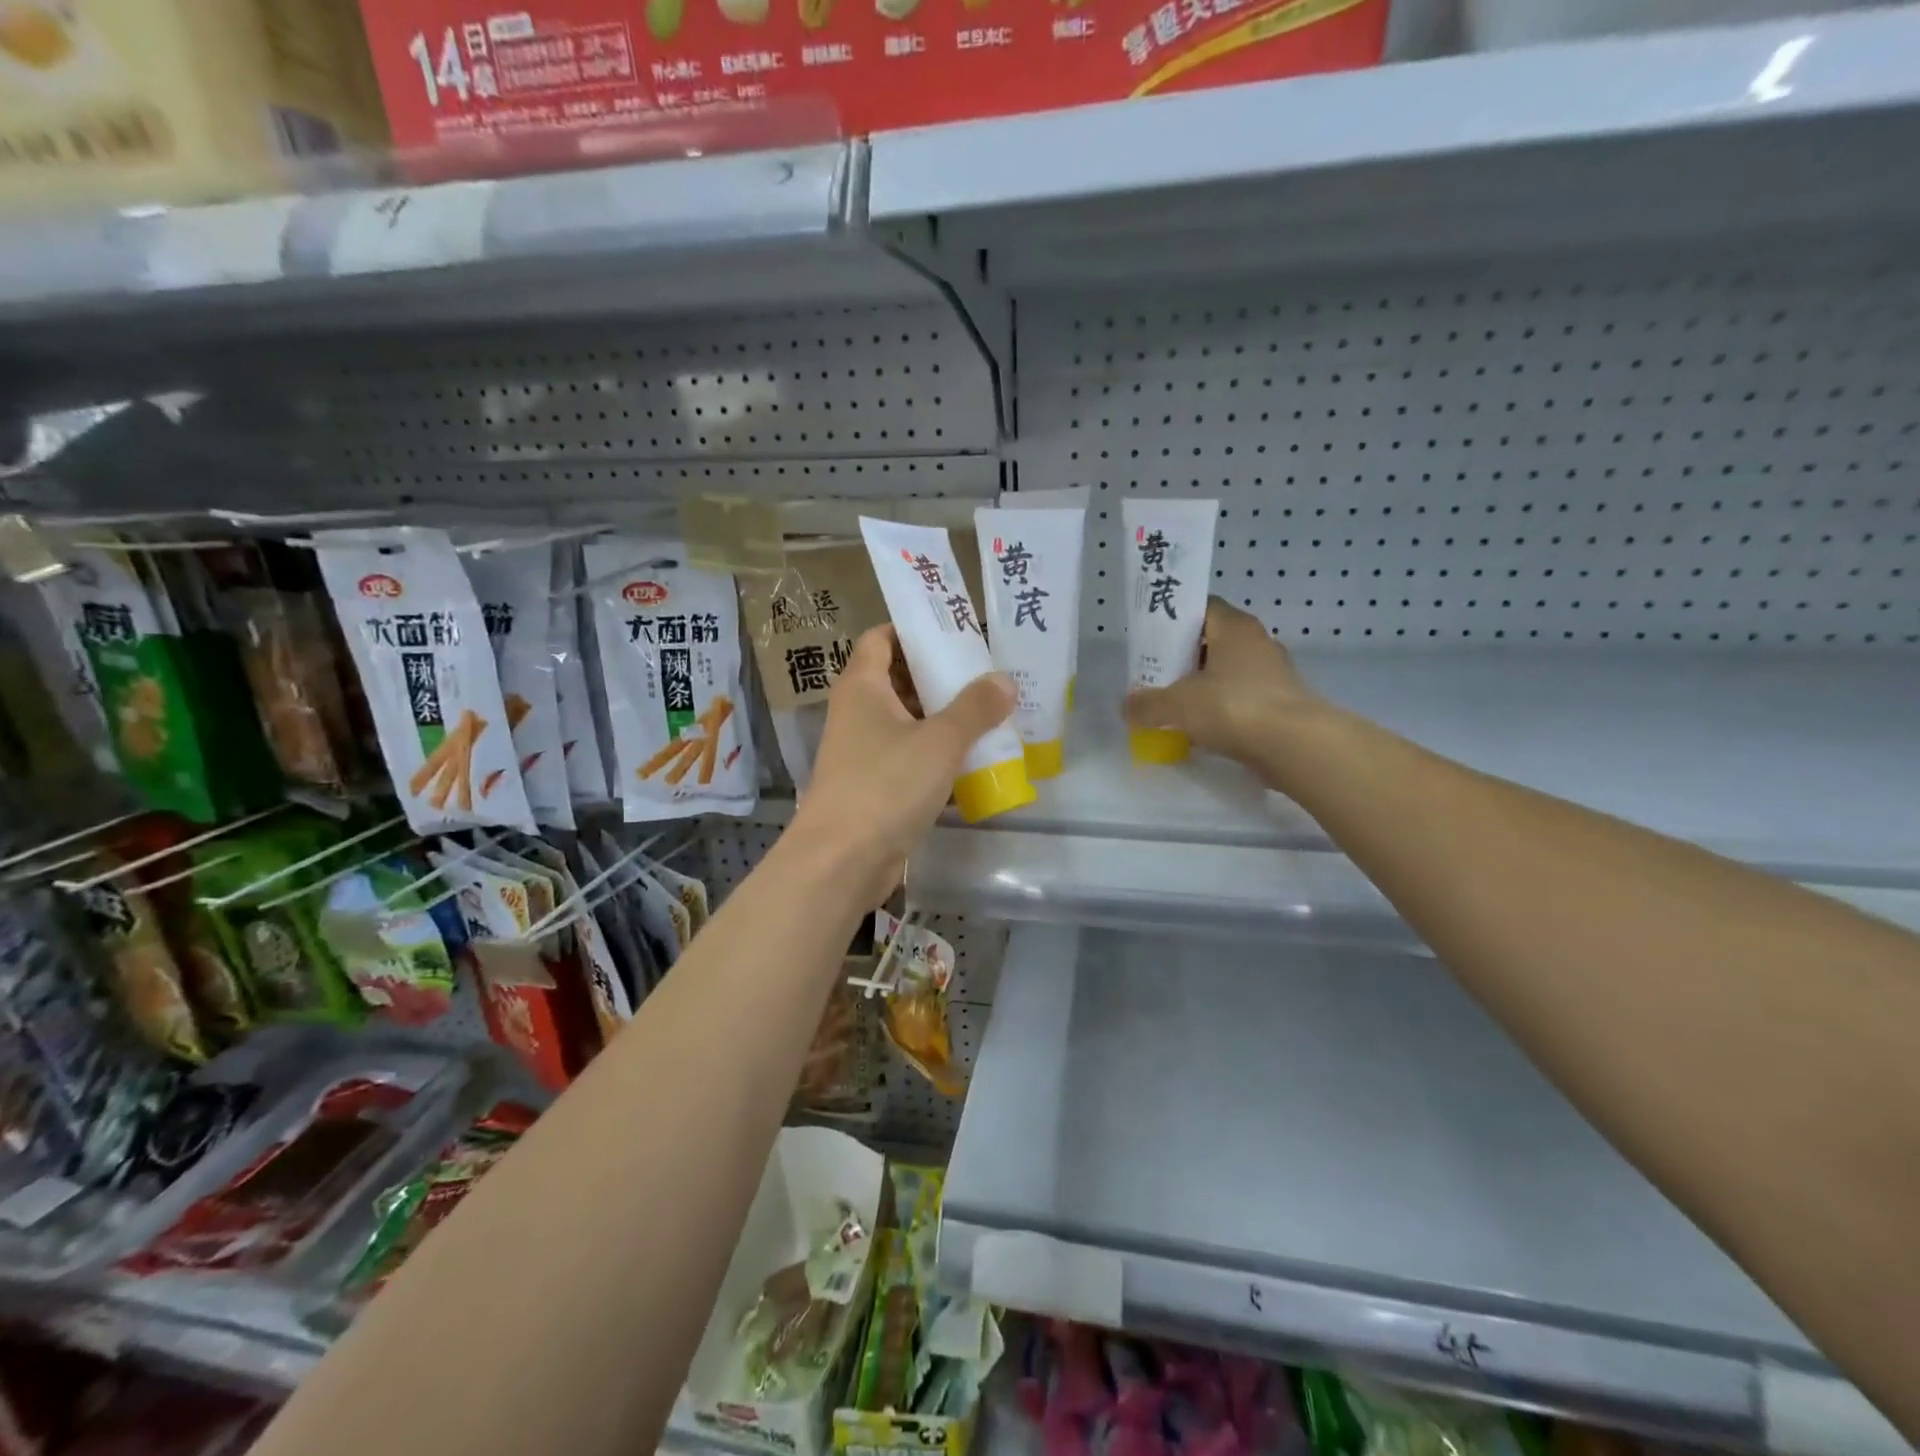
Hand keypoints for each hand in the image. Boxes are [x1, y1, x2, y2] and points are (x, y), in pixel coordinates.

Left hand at [788, 625, 1014, 908]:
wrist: (841, 861)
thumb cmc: (886, 786)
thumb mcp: (939, 741)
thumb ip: (975, 708)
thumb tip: (1004, 681)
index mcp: (863, 686)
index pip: (882, 638)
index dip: (916, 630)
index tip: (957, 631)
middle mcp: (858, 713)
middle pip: (899, 679)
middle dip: (941, 676)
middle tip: (988, 675)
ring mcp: (864, 752)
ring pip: (908, 722)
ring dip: (945, 719)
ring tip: (992, 714)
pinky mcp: (874, 787)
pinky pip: (910, 759)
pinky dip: (938, 757)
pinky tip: (975, 761)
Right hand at [1123, 597, 1324, 773]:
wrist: (1295, 745)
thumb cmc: (1233, 706)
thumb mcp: (1177, 704)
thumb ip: (1147, 704)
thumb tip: (1126, 708)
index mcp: (1234, 627)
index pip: (1202, 607)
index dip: (1175, 619)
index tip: (1152, 639)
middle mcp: (1257, 642)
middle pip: (1213, 641)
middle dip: (1184, 657)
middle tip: (1156, 675)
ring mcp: (1273, 674)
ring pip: (1228, 672)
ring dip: (1203, 686)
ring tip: (1174, 705)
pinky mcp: (1280, 703)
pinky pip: (1241, 699)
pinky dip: (1221, 710)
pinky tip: (1200, 729)